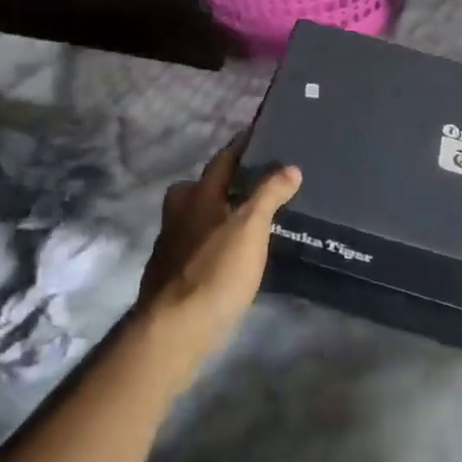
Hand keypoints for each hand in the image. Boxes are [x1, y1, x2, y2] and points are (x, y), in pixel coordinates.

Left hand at [138, 133, 301, 366]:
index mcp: (198, 196)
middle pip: (199, 187)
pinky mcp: (171, 275)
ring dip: (216, 212)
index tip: (258, 131)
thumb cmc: (215, 271)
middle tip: (251, 183)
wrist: (174, 330)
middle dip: (221, 181)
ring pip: (195, 217)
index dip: (241, 145)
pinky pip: (195, 244)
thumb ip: (269, 195)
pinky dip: (212, 240)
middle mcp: (179, 214)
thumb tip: (290, 167)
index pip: (222, 160)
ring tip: (246, 219)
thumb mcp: (250, 228)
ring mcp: (171, 245)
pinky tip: (230, 255)